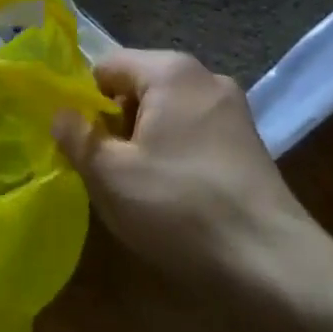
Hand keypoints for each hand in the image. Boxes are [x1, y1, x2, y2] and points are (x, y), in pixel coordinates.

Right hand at [51, 51, 327, 288]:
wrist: (272, 265)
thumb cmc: (179, 207)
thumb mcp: (110, 173)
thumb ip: (76, 135)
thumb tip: (60, 113)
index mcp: (170, 71)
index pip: (106, 66)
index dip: (83, 101)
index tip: (78, 143)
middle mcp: (205, 77)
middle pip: (138, 87)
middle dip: (115, 123)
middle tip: (105, 169)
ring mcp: (233, 111)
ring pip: (166, 113)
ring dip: (144, 141)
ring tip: (137, 188)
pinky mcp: (249, 144)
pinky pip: (193, 133)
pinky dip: (174, 154)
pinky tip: (173, 196)